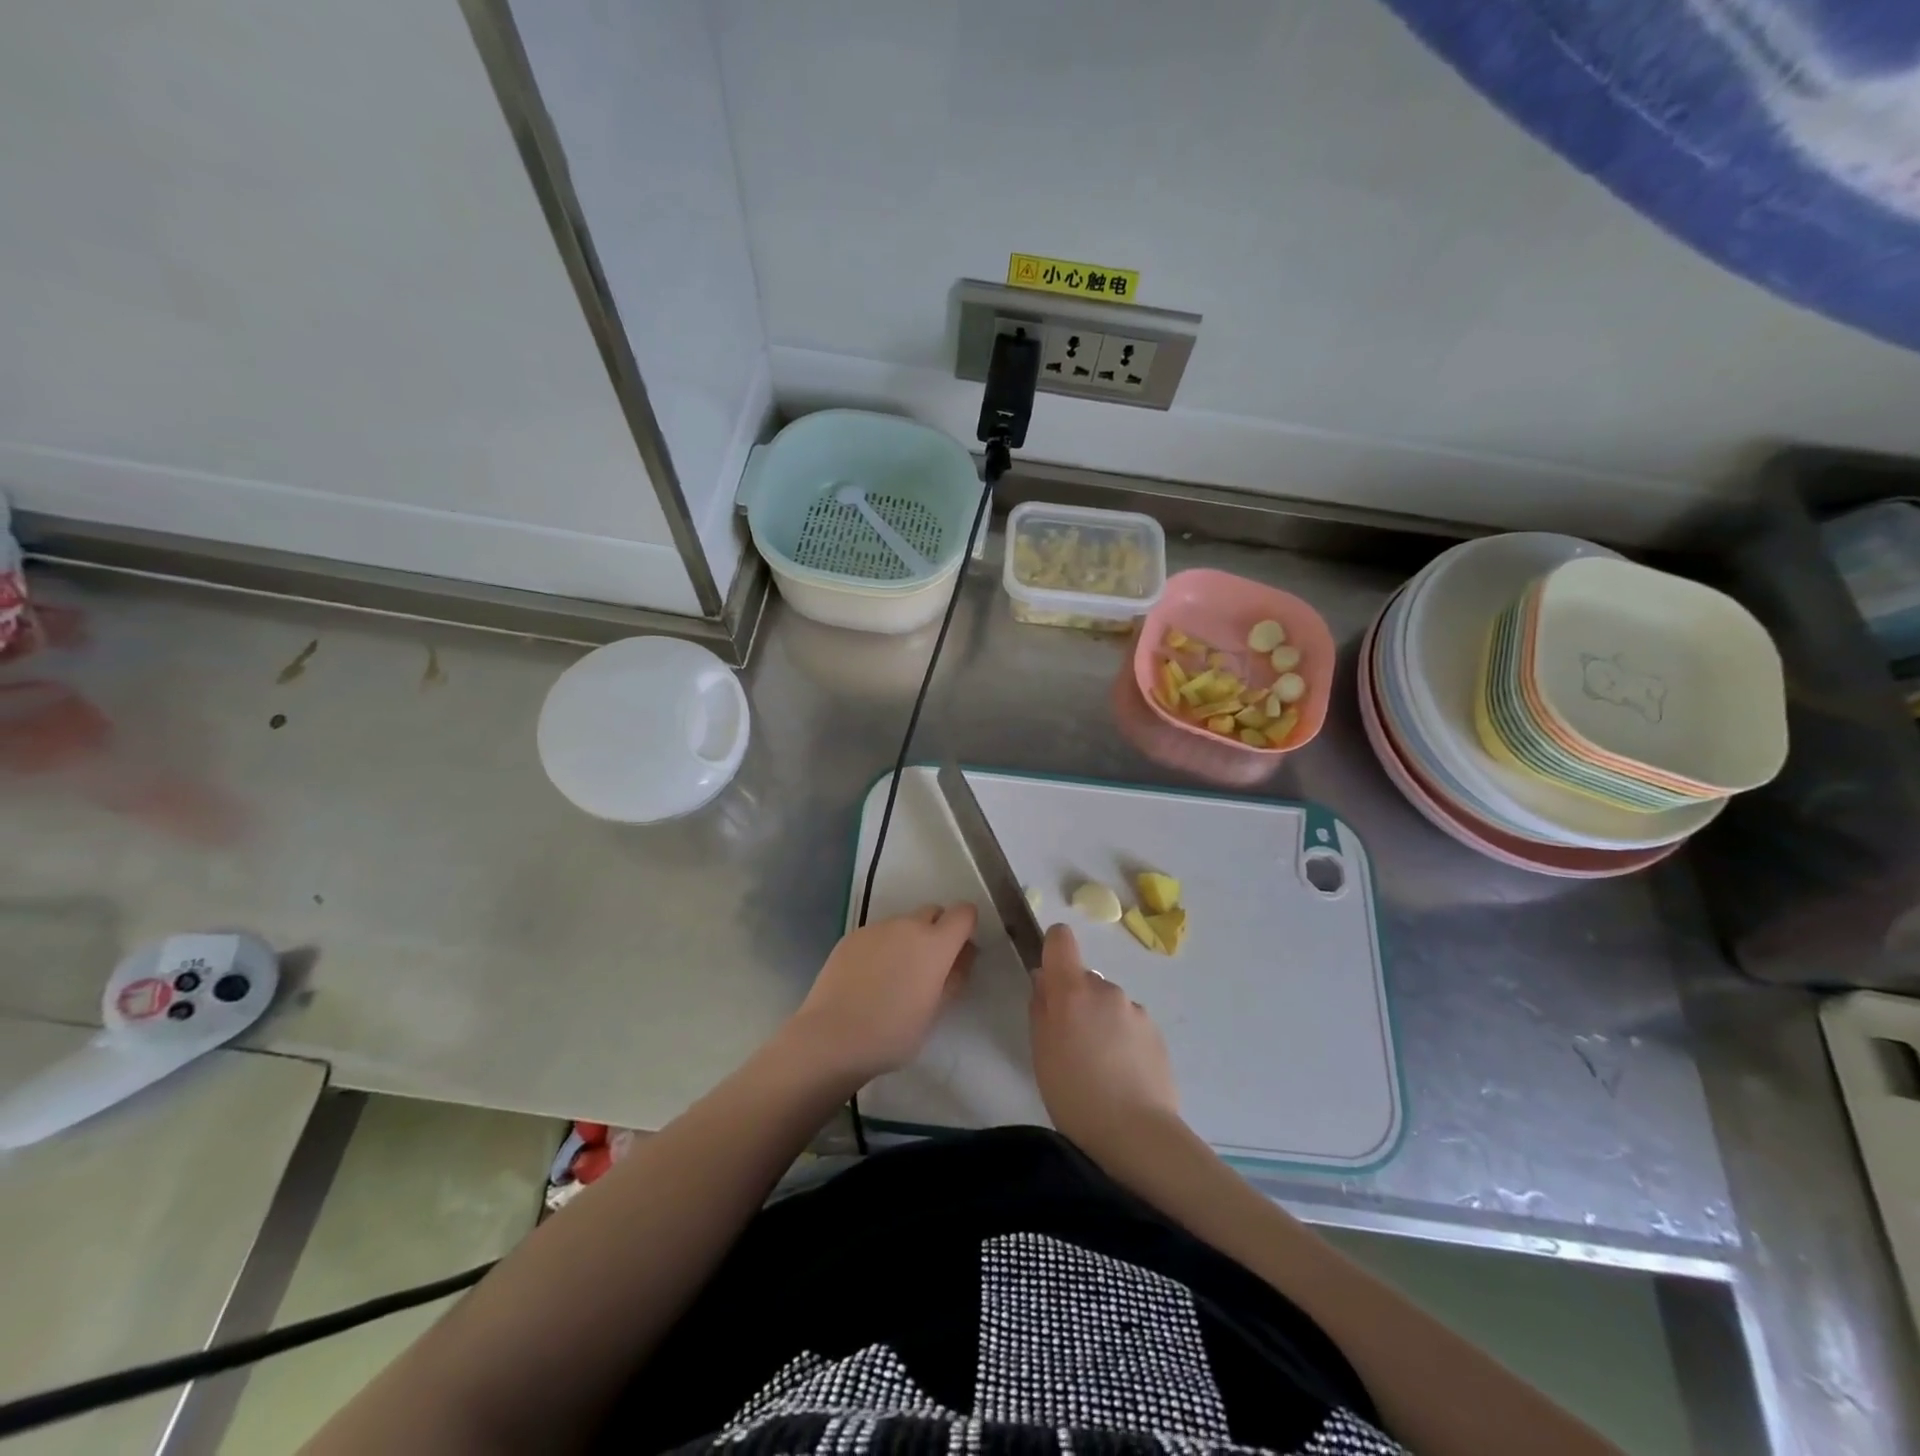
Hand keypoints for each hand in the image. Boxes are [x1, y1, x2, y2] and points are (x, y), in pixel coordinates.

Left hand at [785, 903, 977, 1083]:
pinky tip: (867, 979)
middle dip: (937, 931)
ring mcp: (876, 928)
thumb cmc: (892, 1033)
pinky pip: (877, 934)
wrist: (831, 1038)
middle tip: (927, 968)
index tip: (959, 951)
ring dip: (907, 940)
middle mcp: (907, 926)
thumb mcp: (935, 1012)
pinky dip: (881, 948)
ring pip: (902, 924)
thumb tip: (964, 954)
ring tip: (892, 977)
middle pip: (932, 912)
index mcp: (935, 944)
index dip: (966, 927)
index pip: (963, 913)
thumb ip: (954, 977)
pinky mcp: (851, 936)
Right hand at [1030, 924, 1179, 1150]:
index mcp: (1072, 990)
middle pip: (1084, 980)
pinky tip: (1121, 1075)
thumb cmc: (1074, 1094)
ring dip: (1101, 1021)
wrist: (1137, 1133)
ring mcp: (1135, 1009)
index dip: (1053, 949)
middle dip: (1076, 1001)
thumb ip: (1041, 1007)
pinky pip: (1129, 1024)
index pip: (1061, 939)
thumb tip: (1045, 980)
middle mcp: (1106, 989)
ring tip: (1099, 1067)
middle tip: (1071, 1044)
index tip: (1050, 979)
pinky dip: (1122, 1039)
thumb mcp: (1041, 1052)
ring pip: (1108, 1004)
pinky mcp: (1156, 1032)